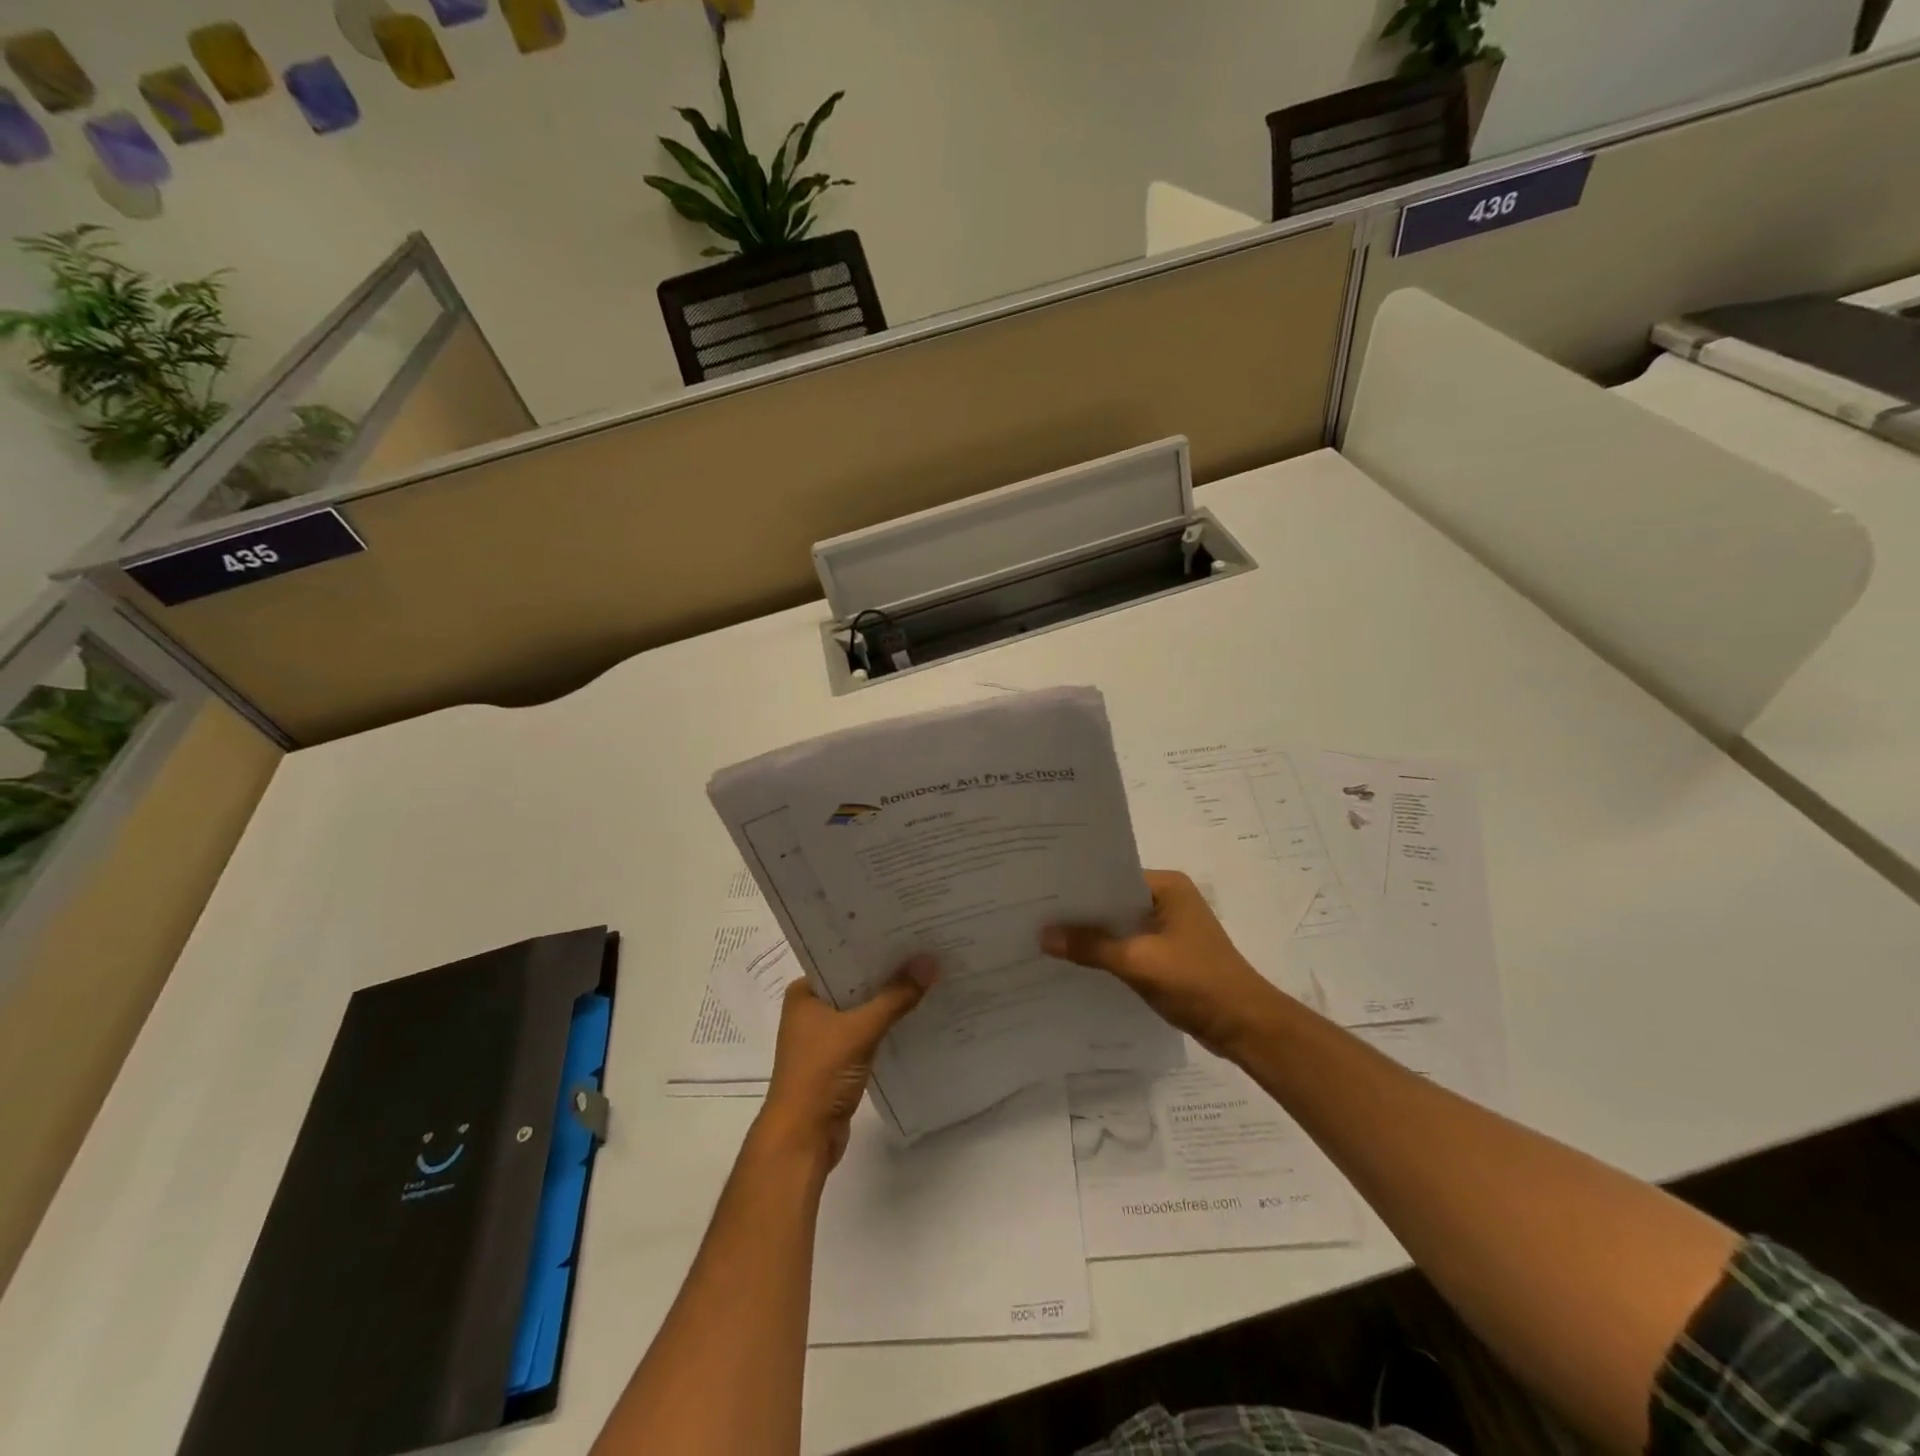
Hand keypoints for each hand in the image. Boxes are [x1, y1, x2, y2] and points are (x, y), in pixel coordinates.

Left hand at [755, 960, 936, 1167]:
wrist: (802, 1139)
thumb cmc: (820, 1074)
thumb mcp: (860, 1030)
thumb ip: (896, 997)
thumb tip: (930, 961)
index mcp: (804, 993)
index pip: (841, 957)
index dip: (873, 945)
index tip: (906, 931)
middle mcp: (811, 1009)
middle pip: (855, 983)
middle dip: (887, 971)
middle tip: (924, 948)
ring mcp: (825, 1036)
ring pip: (863, 1008)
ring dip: (889, 999)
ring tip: (927, 975)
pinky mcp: (839, 1060)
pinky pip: (868, 1032)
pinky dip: (887, 1024)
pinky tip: (916, 1013)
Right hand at [1041, 869, 1284, 1057]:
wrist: (1244, 1026)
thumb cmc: (1196, 981)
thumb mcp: (1138, 961)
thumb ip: (1090, 947)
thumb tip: (1042, 936)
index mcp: (1168, 886)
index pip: (1112, 875)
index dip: (1078, 885)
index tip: (1041, 891)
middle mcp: (1169, 899)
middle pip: (1114, 900)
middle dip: (1081, 911)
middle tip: (1035, 913)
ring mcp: (1169, 927)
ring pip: (1120, 924)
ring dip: (1093, 934)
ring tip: (1046, 935)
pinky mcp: (1168, 954)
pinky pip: (1128, 945)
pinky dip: (1107, 952)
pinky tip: (1076, 960)